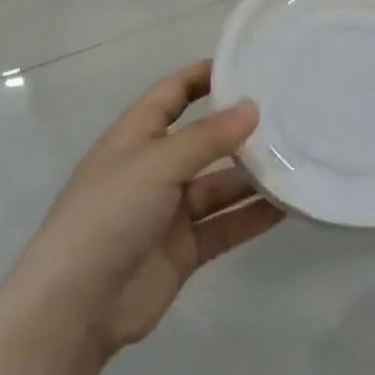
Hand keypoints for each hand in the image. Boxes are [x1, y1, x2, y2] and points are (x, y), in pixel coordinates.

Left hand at [8, 61, 280, 363]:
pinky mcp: (185, 249)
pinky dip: (254, 215)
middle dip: (240, 129)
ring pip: (221, 185)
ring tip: (300, 159)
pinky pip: (227, 224)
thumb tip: (252, 107)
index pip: (172, 94)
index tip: (247, 64)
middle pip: (204, 140)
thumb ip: (208, 137)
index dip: (203, 76)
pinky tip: (290, 205)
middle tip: (290, 114)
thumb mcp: (157, 164)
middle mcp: (154, 169)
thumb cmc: (108, 216)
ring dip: (254, 176)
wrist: (74, 310)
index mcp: (136, 137)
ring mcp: (170, 211)